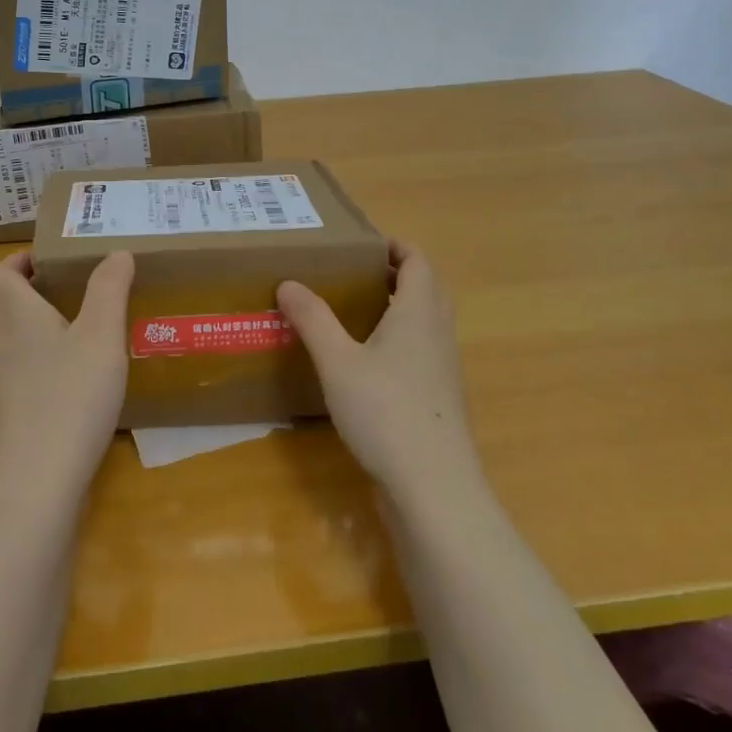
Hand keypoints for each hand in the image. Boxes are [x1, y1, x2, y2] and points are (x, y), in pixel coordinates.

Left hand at [0, 250, 133, 507]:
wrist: (38, 477)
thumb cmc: (73, 395)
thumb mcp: (103, 335)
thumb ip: (109, 289)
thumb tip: (118, 252)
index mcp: (14, 312)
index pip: (1, 272)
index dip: (20, 261)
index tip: (49, 261)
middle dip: (15, 290)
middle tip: (53, 291)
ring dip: (14, 324)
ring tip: (56, 330)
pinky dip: (17, 360)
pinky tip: (51, 376)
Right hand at [277, 240, 486, 508]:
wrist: (434, 489)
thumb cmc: (386, 412)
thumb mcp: (338, 361)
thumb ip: (313, 319)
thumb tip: (288, 282)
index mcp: (419, 313)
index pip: (418, 262)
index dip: (396, 246)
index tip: (363, 242)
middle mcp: (438, 334)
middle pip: (427, 288)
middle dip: (396, 273)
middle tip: (355, 272)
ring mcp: (443, 369)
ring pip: (426, 322)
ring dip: (399, 307)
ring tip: (356, 309)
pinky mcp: (438, 399)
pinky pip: (422, 351)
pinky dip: (400, 340)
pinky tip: (367, 360)